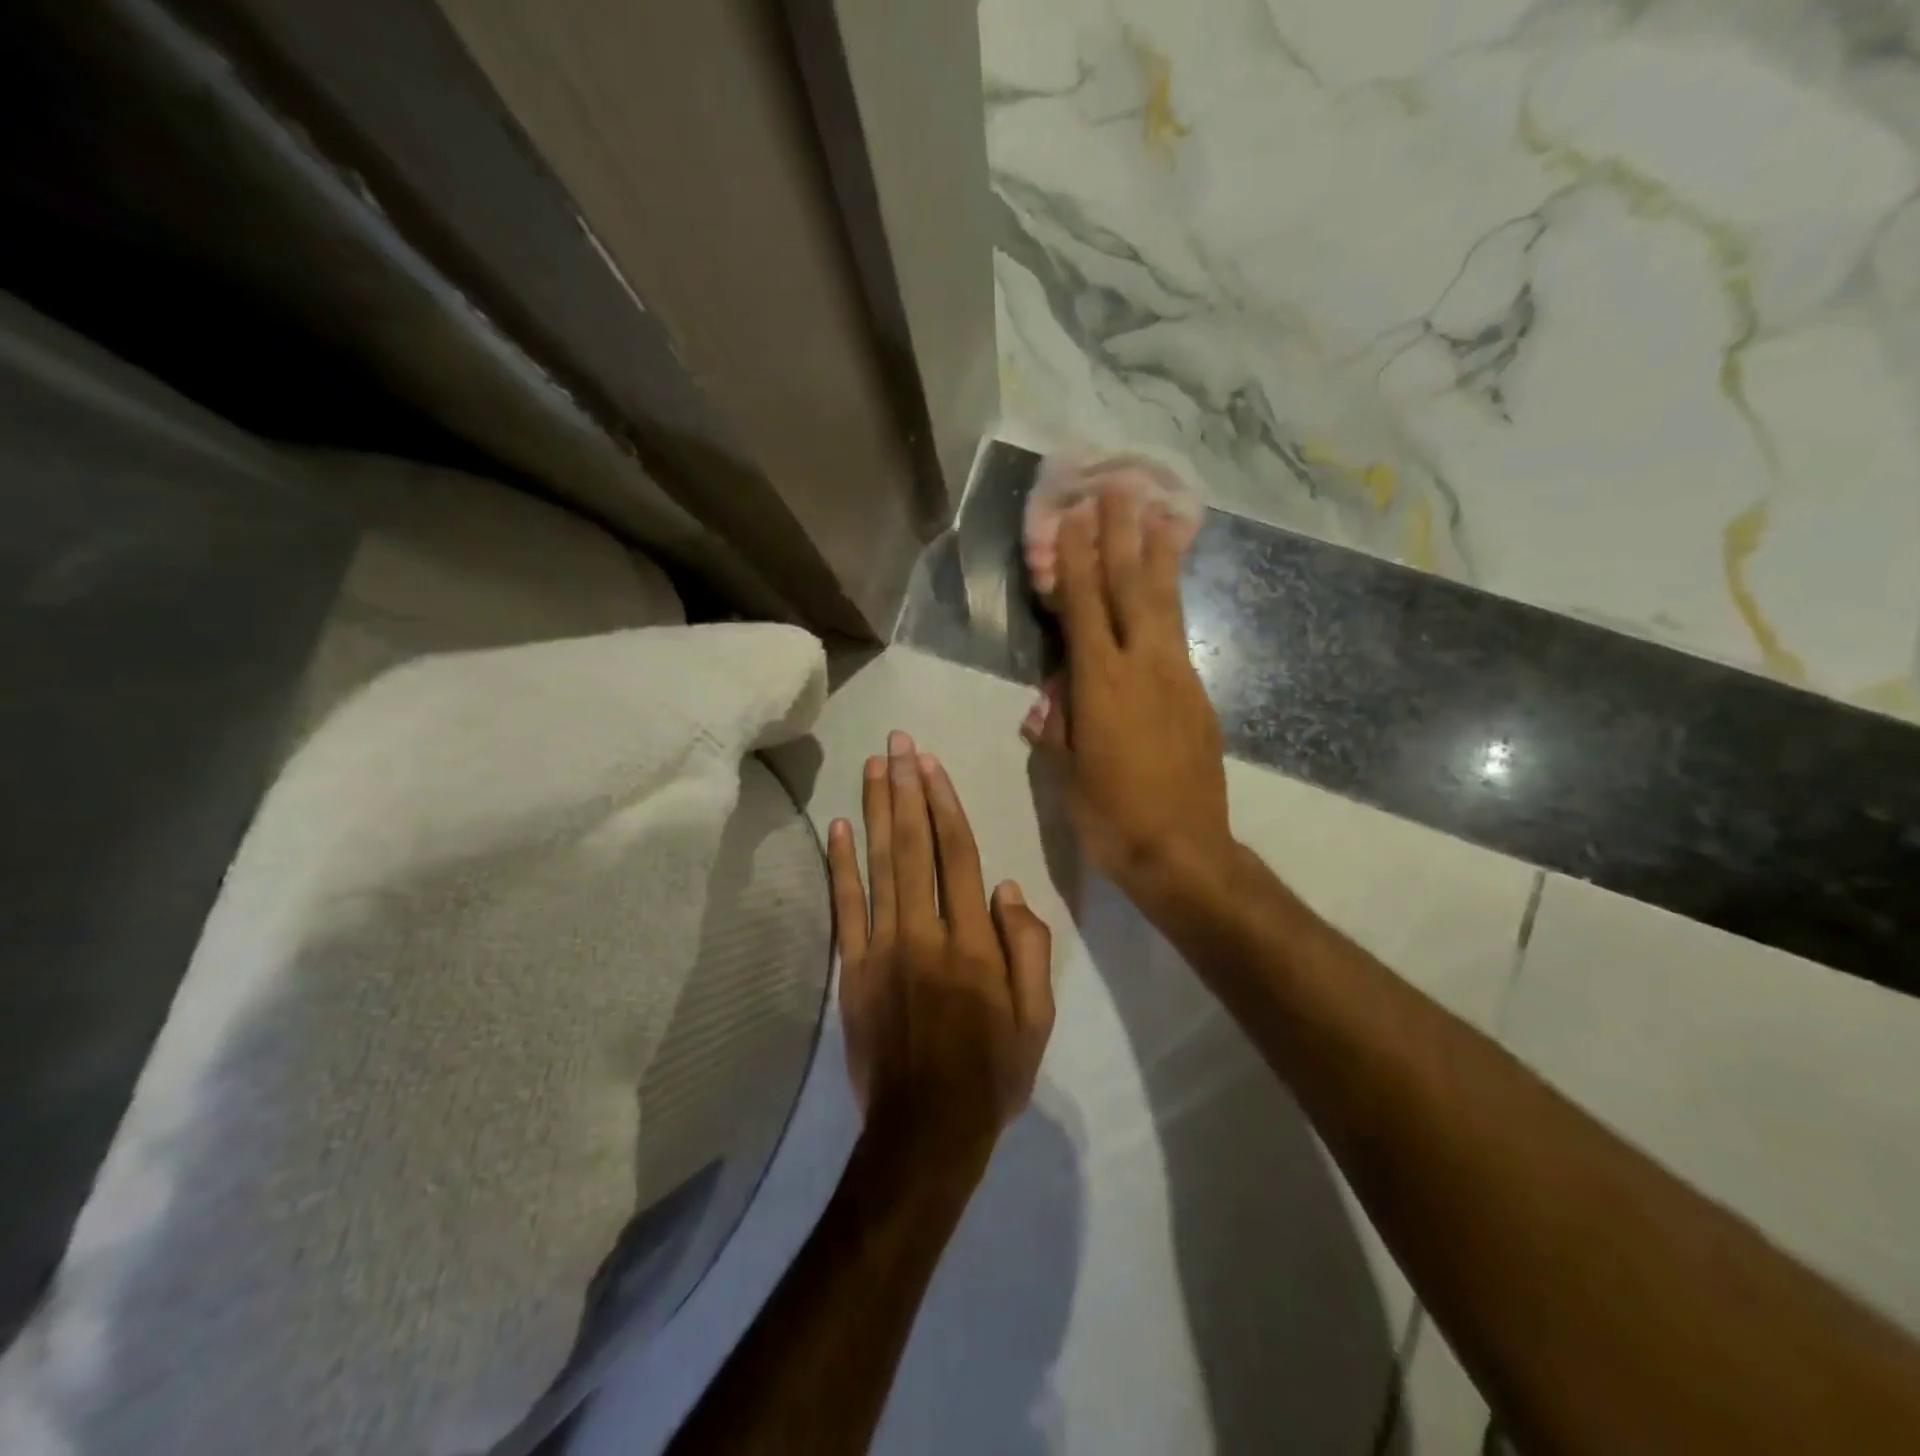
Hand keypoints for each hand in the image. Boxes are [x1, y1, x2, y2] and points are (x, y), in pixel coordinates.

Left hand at [828, 731, 1054, 1176]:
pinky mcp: (853, 969)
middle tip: (898, 743)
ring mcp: (883, 948)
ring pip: (879, 865)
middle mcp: (925, 932)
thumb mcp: (1036, 1018)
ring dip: (876, 811)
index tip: (931, 764)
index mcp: (973, 942)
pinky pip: (845, 908)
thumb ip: (1029, 948)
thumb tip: (1009, 888)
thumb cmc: (991, 1074)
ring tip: (873, 767)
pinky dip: (840, 865)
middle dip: (906, 789)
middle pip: (914, 846)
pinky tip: (839, 827)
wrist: (925, 1131)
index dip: (945, 804)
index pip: (958, 855)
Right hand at [1023, 489, 1234, 900]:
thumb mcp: (1069, 773)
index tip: (1072, 518)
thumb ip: (1061, 726)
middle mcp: (1144, 668)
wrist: (1183, 852)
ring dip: (1158, 557)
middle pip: (1132, 589)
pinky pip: (1179, 637)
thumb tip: (1053, 698)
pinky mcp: (1199, 697)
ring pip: (1166, 606)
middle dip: (1123, 537)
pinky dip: (1170, 605)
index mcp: (1102, 685)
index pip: (1083, 608)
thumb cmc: (1111, 817)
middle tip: (1120, 490)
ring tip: (1159, 515)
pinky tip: (1165, 594)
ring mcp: (1179, 679)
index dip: (1075, 561)